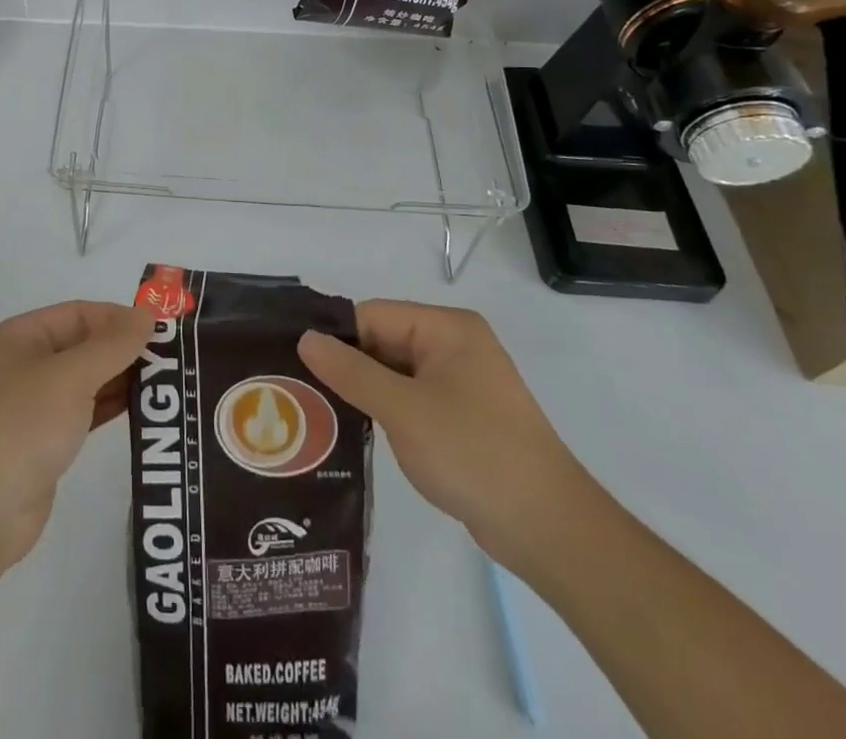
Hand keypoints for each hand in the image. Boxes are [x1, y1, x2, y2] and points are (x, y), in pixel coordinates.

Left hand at [0, 301, 152, 574]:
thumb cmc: (22, 426)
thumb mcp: (71, 376)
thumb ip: (113, 344)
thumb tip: (148, 313)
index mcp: (20, 337)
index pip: (78, 313)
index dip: (118, 318)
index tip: (161, 330)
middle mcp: (24, 364)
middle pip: (83, 345)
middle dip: (124, 349)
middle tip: (172, 358)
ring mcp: (32, 405)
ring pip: (86, 380)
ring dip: (122, 379)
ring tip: (167, 383)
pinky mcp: (43, 442)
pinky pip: (84, 412)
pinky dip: (110, 407)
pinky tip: (143, 410)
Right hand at [298, 301, 601, 569]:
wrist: (550, 530)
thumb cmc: (473, 454)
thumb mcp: (403, 409)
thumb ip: (350, 371)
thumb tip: (305, 338)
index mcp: (447, 328)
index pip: (373, 315)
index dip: (335, 337)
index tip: (295, 362)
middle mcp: (454, 345)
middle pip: (383, 341)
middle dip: (345, 365)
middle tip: (297, 388)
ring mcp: (460, 382)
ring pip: (394, 372)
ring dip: (362, 390)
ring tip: (314, 409)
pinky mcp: (462, 416)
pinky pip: (410, 398)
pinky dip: (384, 410)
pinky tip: (354, 428)